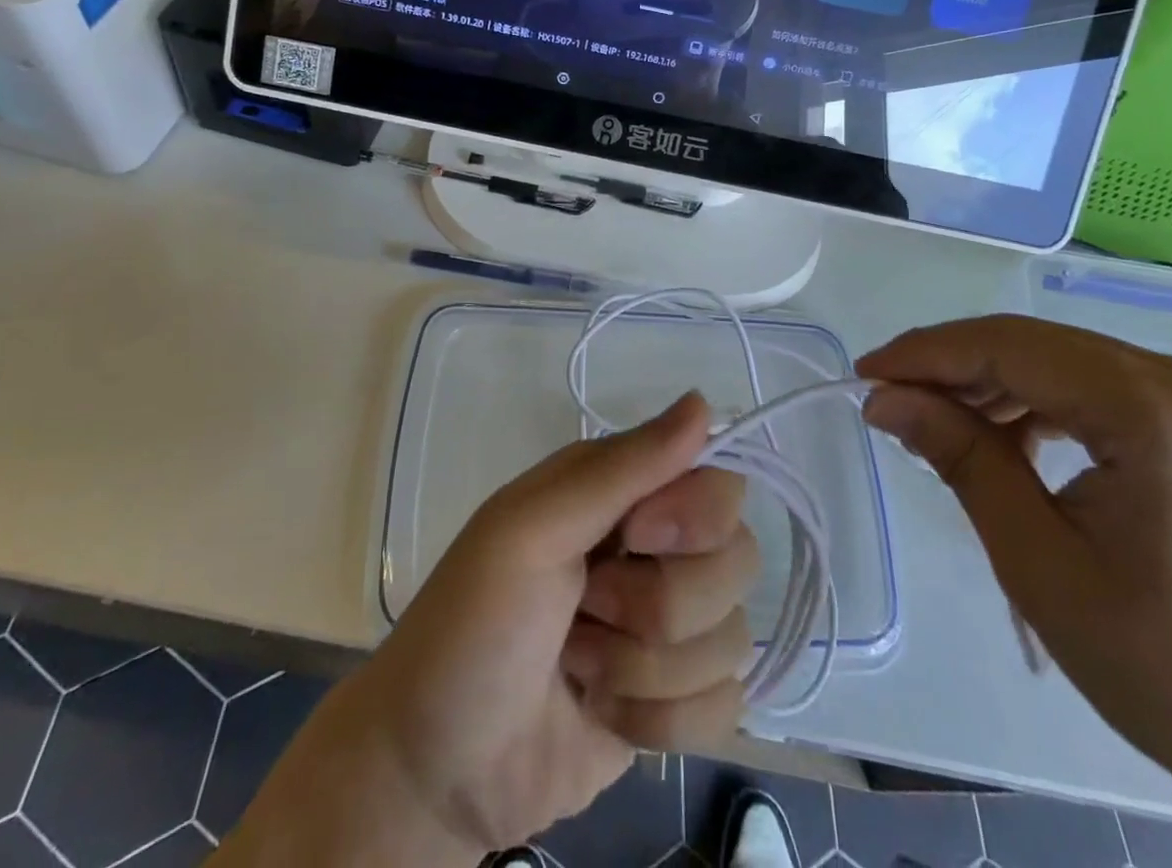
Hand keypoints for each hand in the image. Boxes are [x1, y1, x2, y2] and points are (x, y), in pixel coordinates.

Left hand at [211, 393, 757, 866]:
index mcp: (622, 491)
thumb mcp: (531, 529)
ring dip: (646, 668)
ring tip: (579, 664)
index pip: (718, 481)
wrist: (436, 768)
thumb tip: (703, 401)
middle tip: (587, 607)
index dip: (693, 516)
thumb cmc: (473, 625)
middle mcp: (656, 548)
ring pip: (731, 637)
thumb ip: (622, 468)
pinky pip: (725, 704)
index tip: (637, 538)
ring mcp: (670, 628)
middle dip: (659, 604)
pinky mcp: (676, 699)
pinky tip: (605, 713)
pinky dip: (660, 720)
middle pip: (736, 560)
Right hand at [858, 316, 1171, 867]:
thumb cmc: (1171, 671)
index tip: (862, 376)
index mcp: (1160, 409)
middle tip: (887, 401)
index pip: (1010, 347)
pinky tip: (1008, 442)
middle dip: (954, 369)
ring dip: (994, 387)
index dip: (925, 354)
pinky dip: (1042, 406)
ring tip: (938, 427)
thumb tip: (884, 397)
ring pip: (1065, 364)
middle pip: (1037, 347)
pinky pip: (1101, 391)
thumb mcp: (1040, 562)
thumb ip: (960, 457)